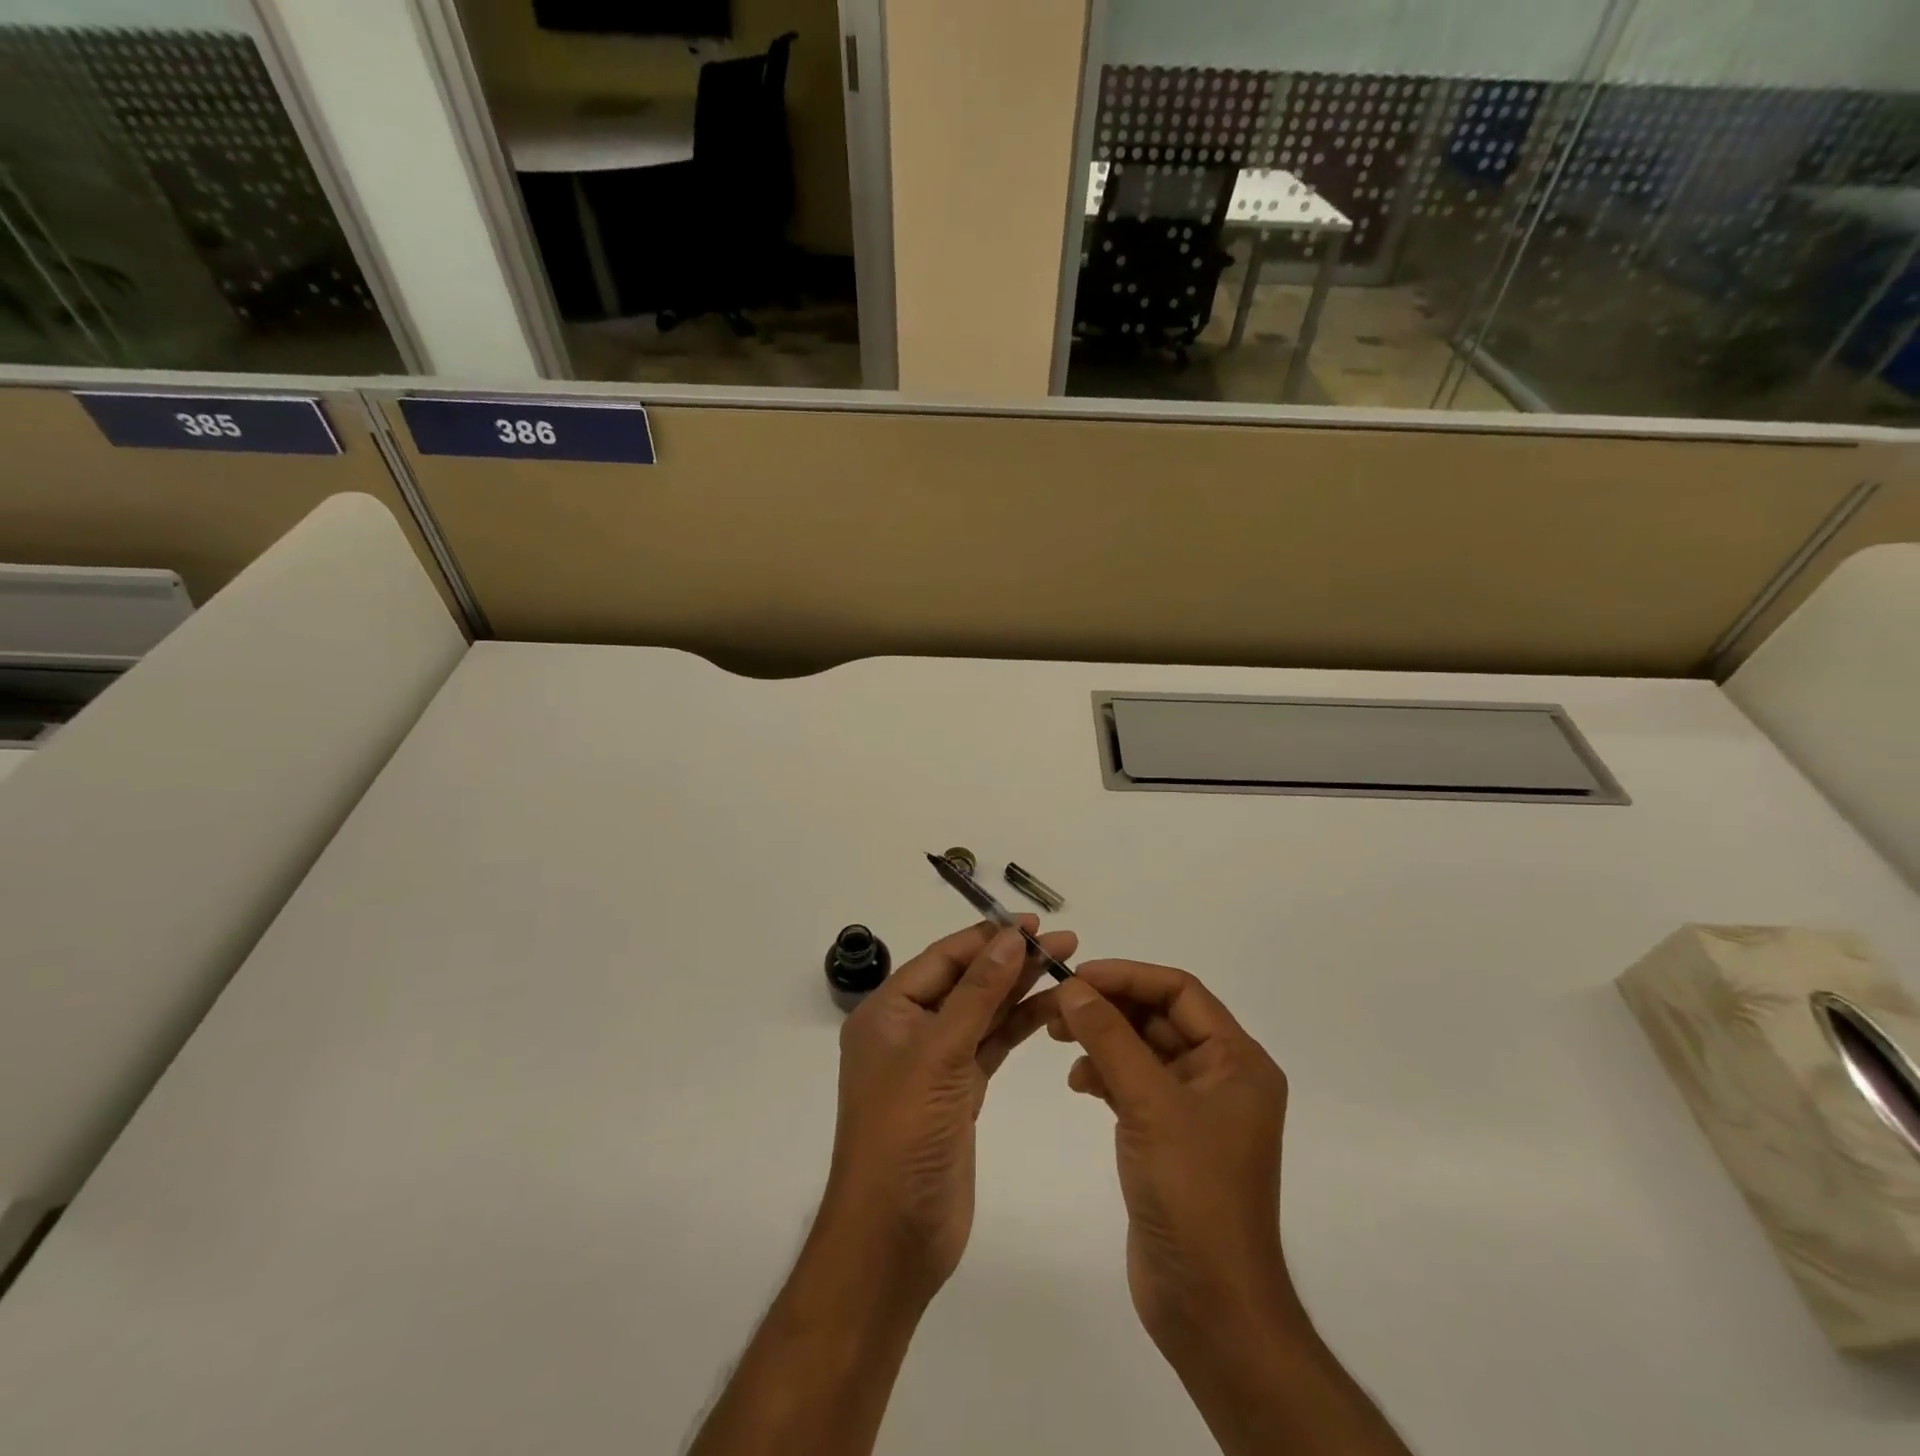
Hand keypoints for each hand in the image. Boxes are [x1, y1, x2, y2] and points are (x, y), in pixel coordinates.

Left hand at [822, 918, 1076, 1300]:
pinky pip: (991, 1046)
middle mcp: (909, 1030)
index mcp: (888, 1011)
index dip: (987, 937)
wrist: (893, 1235)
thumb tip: (1010, 937)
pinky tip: (1050, 1008)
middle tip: (1065, 942)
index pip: (943, 959)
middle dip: (1012, 960)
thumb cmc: (904, 1132)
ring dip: (1020, 990)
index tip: (1033, 923)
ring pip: (983, 1013)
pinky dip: (1018, 1026)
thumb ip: (978, 993)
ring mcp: (935, 1063)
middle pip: (966, 982)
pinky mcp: (959, 1092)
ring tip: (1067, 967)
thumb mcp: (939, 1052)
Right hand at [1036, 962, 1298, 1358]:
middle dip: (1108, 1007)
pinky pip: (1135, 1084)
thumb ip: (1110, 1039)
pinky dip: (1105, 1074)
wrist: (1209, 1306)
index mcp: (1237, 1061)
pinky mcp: (1170, 1137)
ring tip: (1056, 1036)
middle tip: (1056, 1005)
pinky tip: (1078, 1082)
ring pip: (1142, 1049)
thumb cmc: (1192, 1193)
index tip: (1077, 976)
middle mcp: (1221, 1077)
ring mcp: (1195, 1109)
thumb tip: (1074, 988)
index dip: (1128, 977)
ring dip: (1102, 1039)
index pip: (1179, 992)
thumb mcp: (1149, 1104)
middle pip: (1159, 1017)